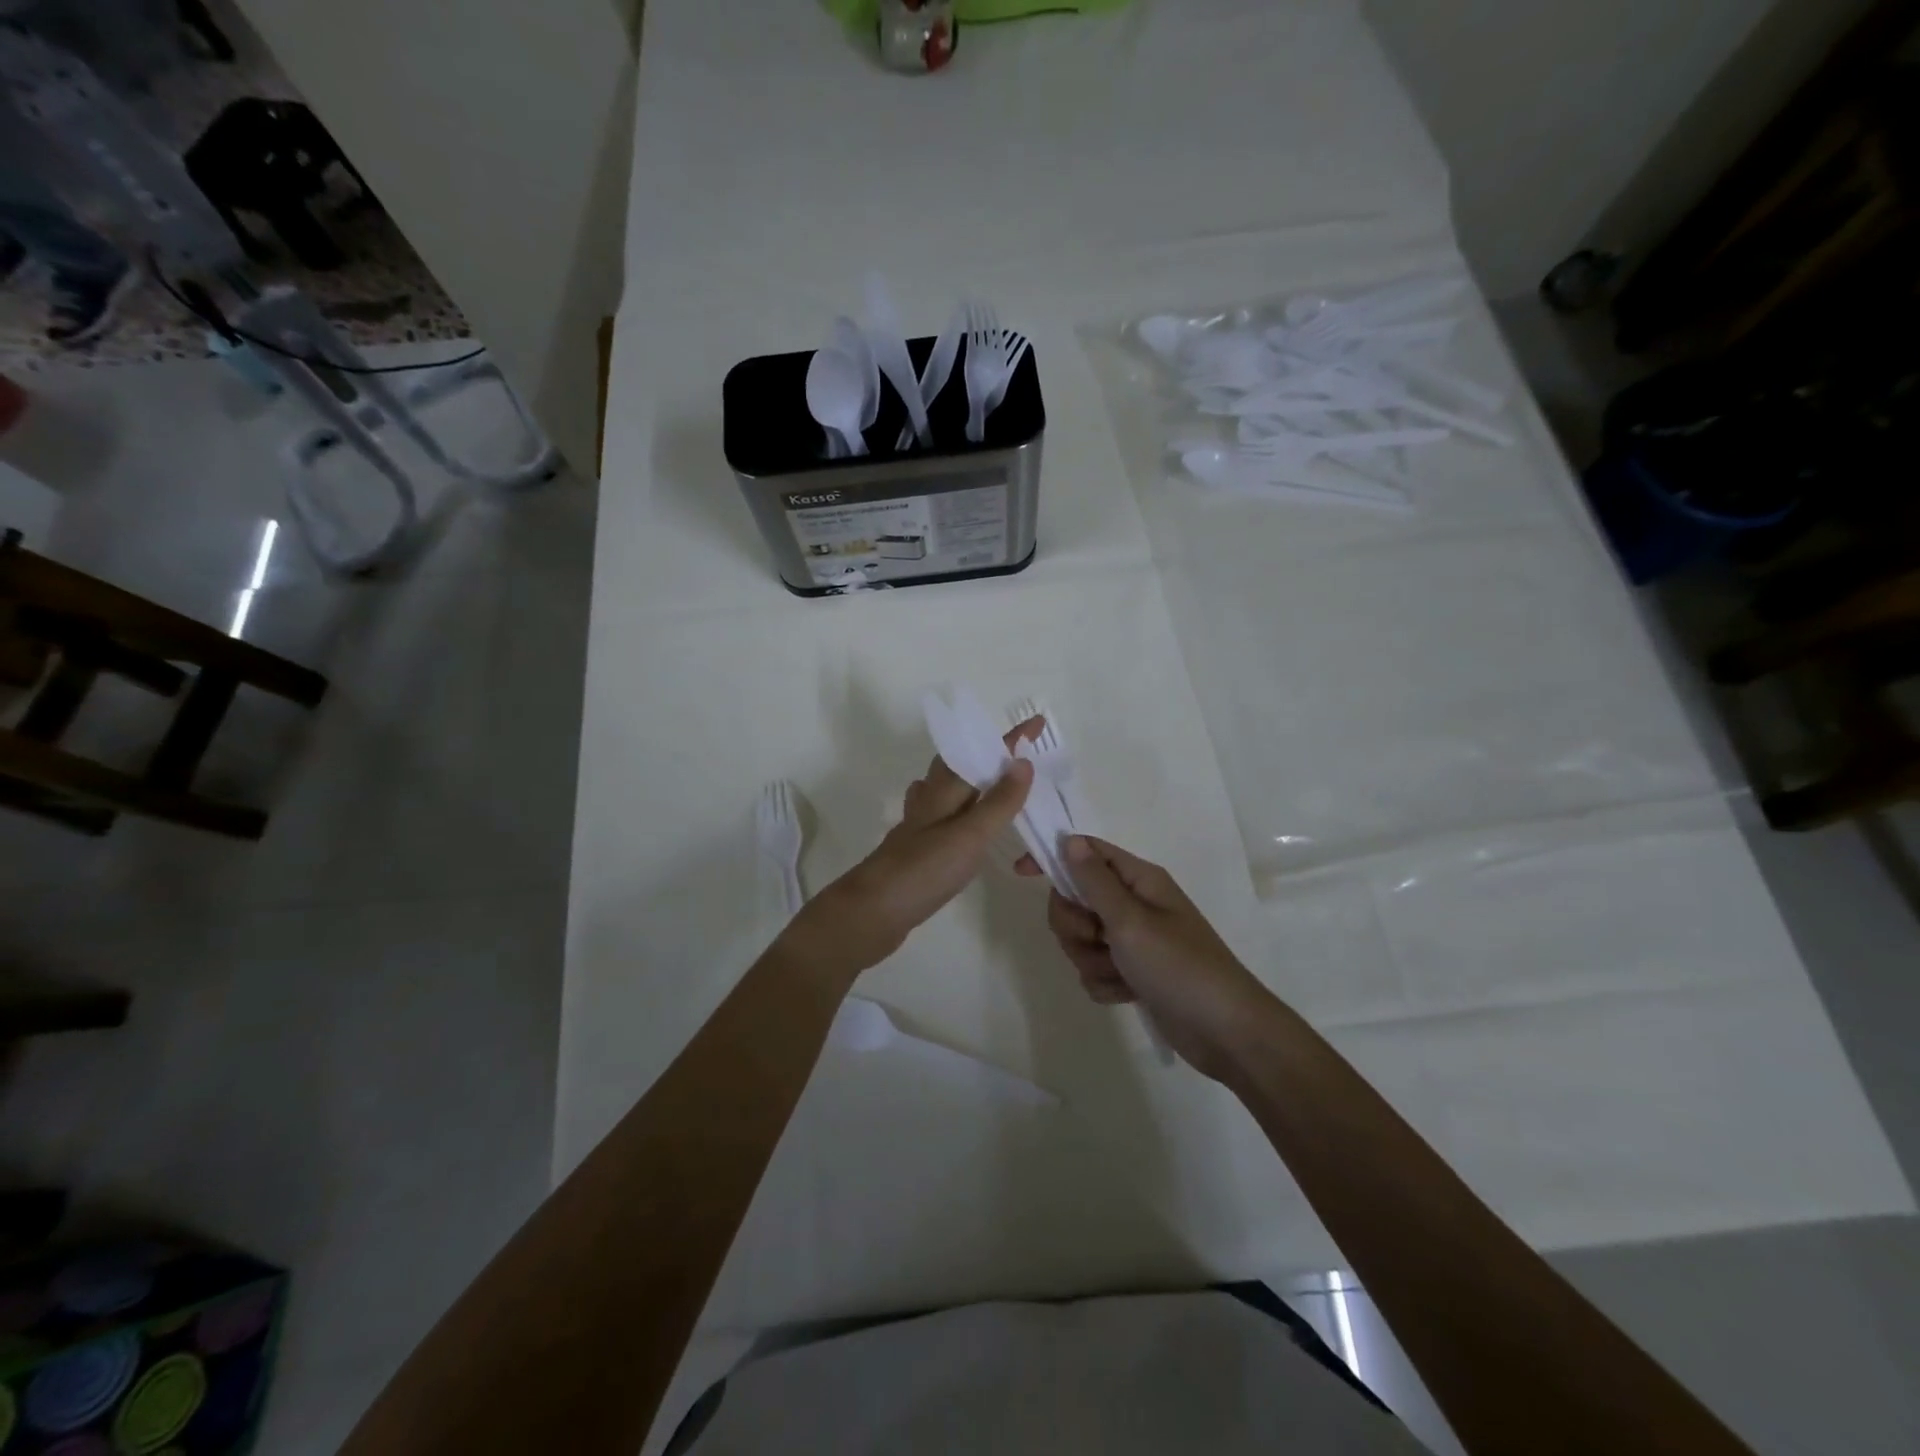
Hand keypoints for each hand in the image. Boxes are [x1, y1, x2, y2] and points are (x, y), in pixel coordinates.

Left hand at [778, 719, 1041, 983]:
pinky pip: (942, 816)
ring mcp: (919, 826)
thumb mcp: (970, 835)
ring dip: (970, 779)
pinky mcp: (917, 850)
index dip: (1010, 740)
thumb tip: (1022, 761)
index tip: (1038, 723)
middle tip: (1019, 754)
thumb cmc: (924, 870)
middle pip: (958, 765)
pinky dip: (958, 809)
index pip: (981, 753)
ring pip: (946, 789)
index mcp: (944, 791)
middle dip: (987, 754)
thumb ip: (998, 801)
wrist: (872, 912)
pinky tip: (961, 822)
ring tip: (995, 780)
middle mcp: (929, 801)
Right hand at [1039, 836, 1274, 1079]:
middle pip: (1075, 899)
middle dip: (1075, 925)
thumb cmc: (1179, 966)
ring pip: (1081, 938)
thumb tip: (1070, 840)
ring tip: (1120, 973)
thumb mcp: (1130, 920)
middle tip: (1097, 938)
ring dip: (1091, 958)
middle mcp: (1133, 904)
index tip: (1021, 872)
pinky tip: (1128, 994)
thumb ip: (1094, 881)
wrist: (1224, 1032)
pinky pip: (1094, 969)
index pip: (1086, 852)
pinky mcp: (1132, 972)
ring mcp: (1133, 940)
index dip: (1053, 858)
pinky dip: (1104, 982)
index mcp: (1138, 880)